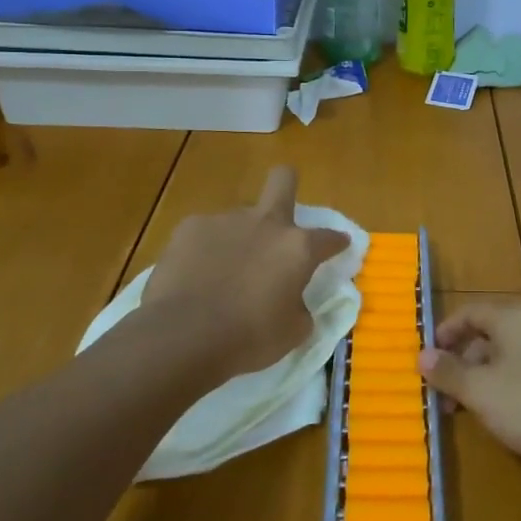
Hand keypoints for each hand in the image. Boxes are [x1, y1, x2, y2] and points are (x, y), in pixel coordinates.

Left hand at [144, 167, 350, 384]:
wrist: (182, 336)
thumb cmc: (248, 339)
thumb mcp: (292, 332)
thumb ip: (300, 308)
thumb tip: (294, 301)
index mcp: (297, 248)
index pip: (329, 237)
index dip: (336, 242)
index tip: (337, 247)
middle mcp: (265, 224)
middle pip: (283, 180)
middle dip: (287, 184)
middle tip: (282, 208)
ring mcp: (226, 221)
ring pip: (240, 218)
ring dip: (239, 238)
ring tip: (222, 272)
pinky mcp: (190, 228)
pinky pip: (206, 235)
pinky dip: (205, 251)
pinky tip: (194, 276)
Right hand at [418, 303, 520, 479]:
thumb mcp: (481, 391)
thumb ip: (449, 372)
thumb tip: (421, 355)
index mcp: (512, 318)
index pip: (470, 312)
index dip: (445, 332)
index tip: (426, 359)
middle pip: (489, 335)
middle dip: (462, 363)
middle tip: (443, 395)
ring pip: (508, 358)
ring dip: (482, 380)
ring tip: (467, 412)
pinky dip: (507, 390)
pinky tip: (504, 418)